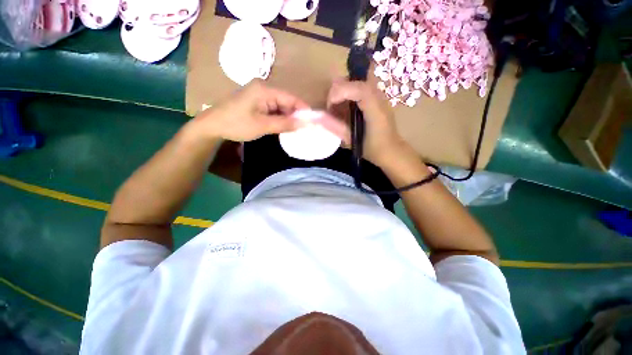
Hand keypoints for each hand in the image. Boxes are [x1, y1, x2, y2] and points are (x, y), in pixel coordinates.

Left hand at [195, 79, 308, 141]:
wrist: (212, 126)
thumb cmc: (237, 124)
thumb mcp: (263, 125)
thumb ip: (285, 124)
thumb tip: (304, 124)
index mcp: (265, 89)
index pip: (291, 98)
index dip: (303, 109)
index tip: (312, 122)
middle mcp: (263, 88)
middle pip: (286, 101)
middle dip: (295, 115)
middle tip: (304, 129)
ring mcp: (259, 95)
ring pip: (280, 106)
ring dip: (287, 118)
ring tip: (296, 130)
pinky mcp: (256, 102)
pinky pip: (273, 109)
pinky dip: (279, 118)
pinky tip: (283, 126)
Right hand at [327, 79, 406, 165]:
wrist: (391, 150)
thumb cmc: (372, 149)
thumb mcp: (351, 140)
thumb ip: (335, 127)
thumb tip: (317, 117)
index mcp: (376, 110)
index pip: (359, 89)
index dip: (341, 92)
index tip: (329, 105)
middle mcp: (379, 98)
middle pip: (356, 80)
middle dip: (338, 90)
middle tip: (331, 108)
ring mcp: (379, 96)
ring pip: (356, 82)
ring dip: (342, 92)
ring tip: (337, 109)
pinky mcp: (376, 97)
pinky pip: (359, 88)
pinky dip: (348, 95)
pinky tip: (345, 108)